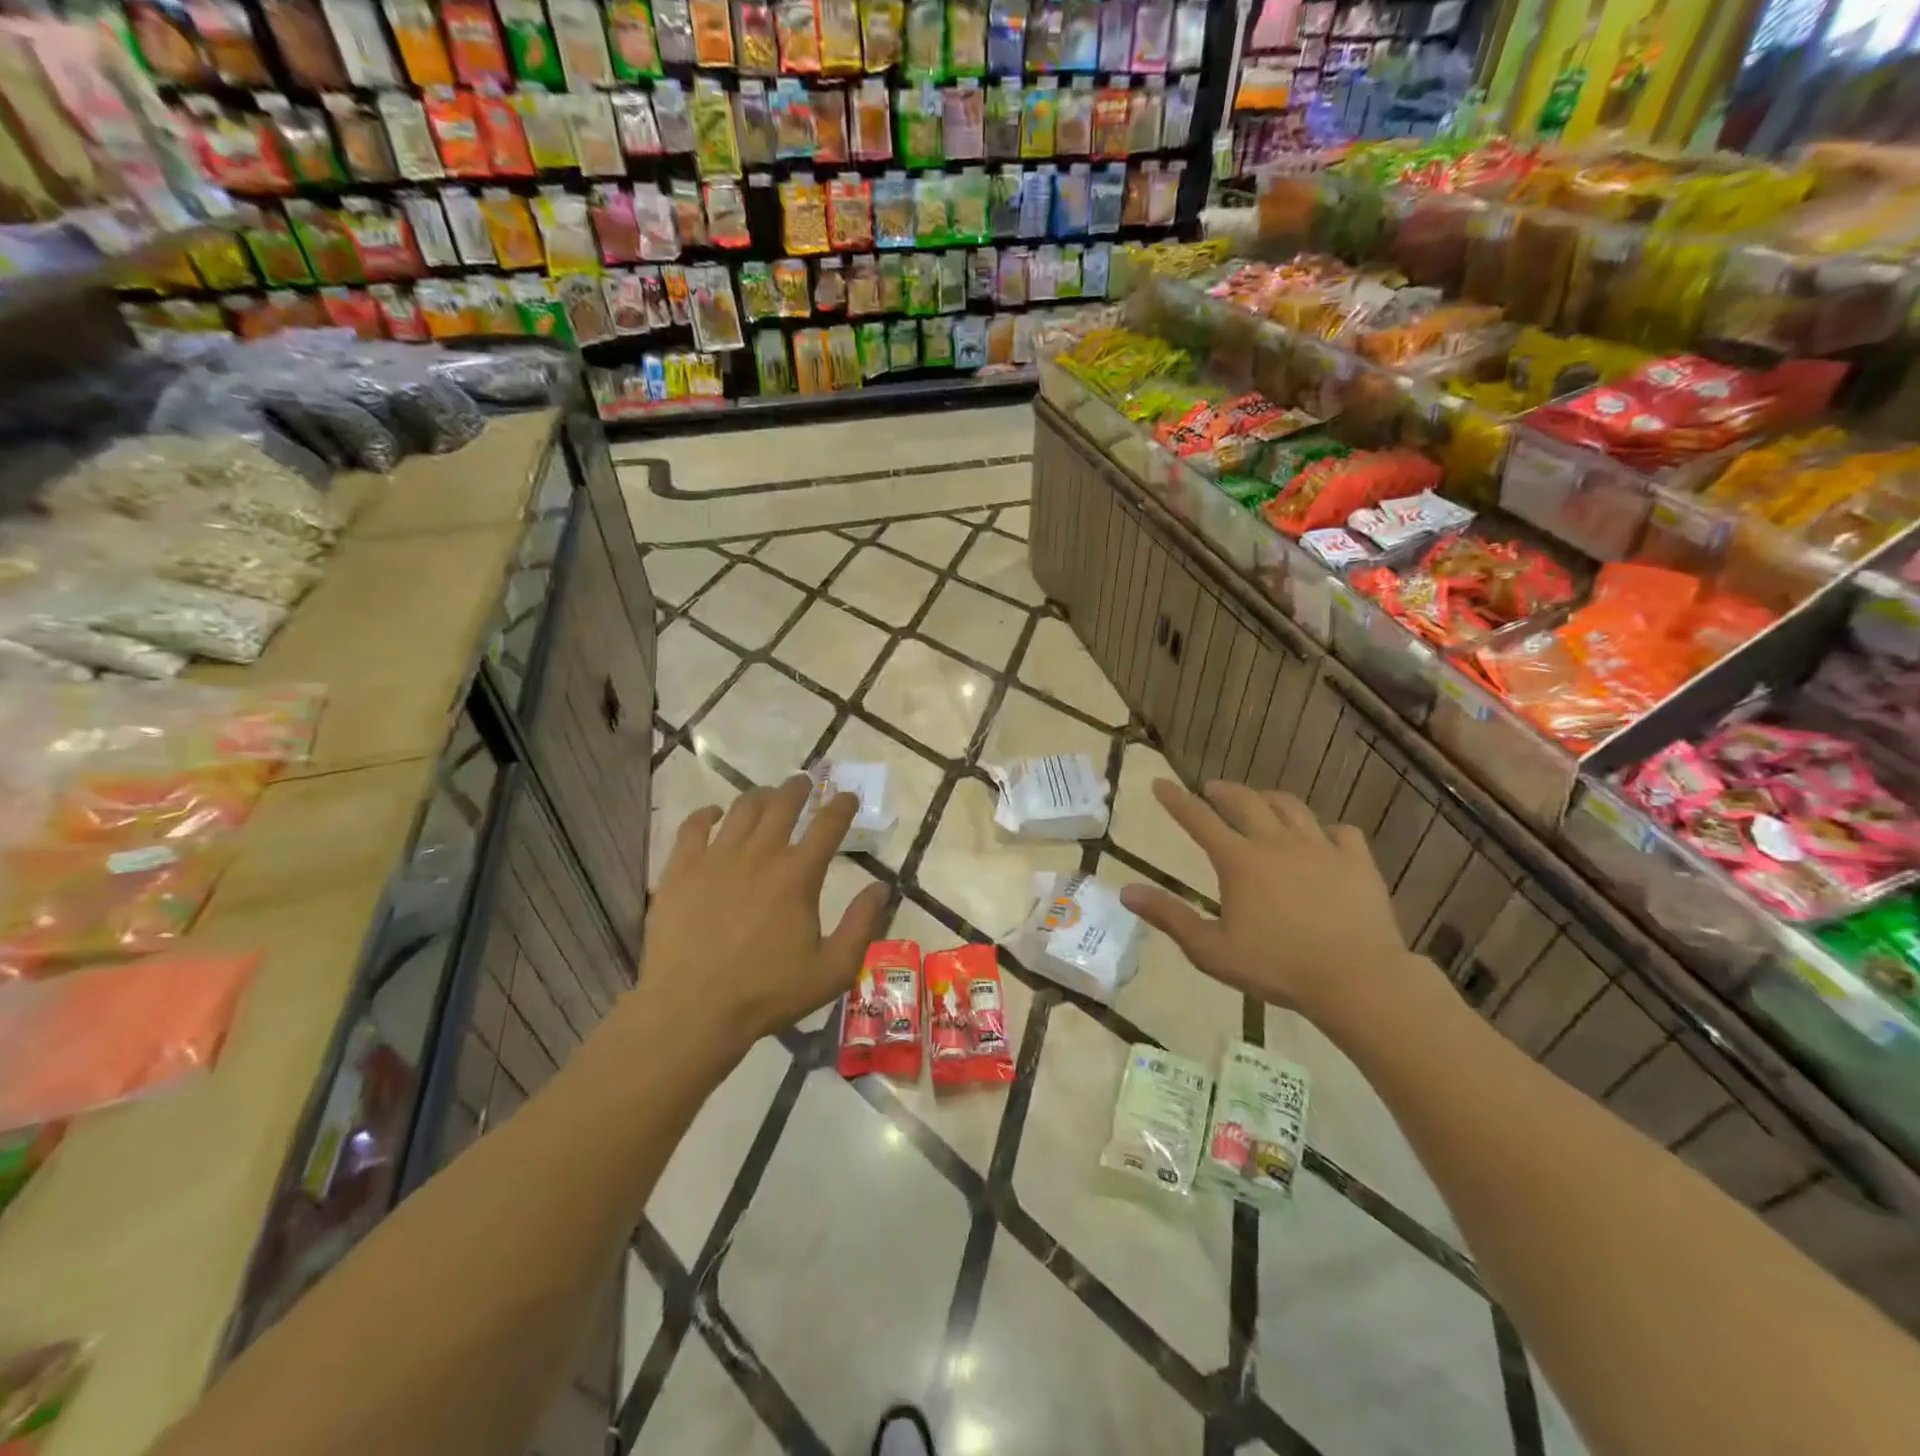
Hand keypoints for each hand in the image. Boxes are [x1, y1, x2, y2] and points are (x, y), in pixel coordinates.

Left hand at [635, 775, 887, 1064]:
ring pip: (741, 809)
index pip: (828, 825)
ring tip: (766, 796)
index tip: (847, 796)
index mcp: (798, 875)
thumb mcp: (832, 969)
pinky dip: (706, 814)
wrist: (692, 1010)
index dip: (841, 805)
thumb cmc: (767, 993)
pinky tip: (713, 815)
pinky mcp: (680, 869)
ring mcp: (716, 857)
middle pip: (782, 804)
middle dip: (798, 789)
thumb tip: (881, 887)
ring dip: (759, 796)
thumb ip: (862, 925)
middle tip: (804, 783)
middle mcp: (760, 854)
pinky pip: (693, 826)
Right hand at [1119, 780, 1439, 1030]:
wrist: (1357, 979)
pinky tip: (1323, 838)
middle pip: (1246, 802)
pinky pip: (1341, 832)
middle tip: (1212, 789)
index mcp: (1239, 860)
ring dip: (1270, 799)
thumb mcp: (1210, 950)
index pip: (1199, 819)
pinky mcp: (1357, 862)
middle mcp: (1277, 843)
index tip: (1160, 784)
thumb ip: (1169, 917)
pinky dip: (1326, 830)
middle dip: (1224, 791)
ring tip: (1261, 801)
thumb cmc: (1277, 967)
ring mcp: (1321, 848)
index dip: (1176, 800)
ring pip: (1292, 808)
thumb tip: (1126, 891)